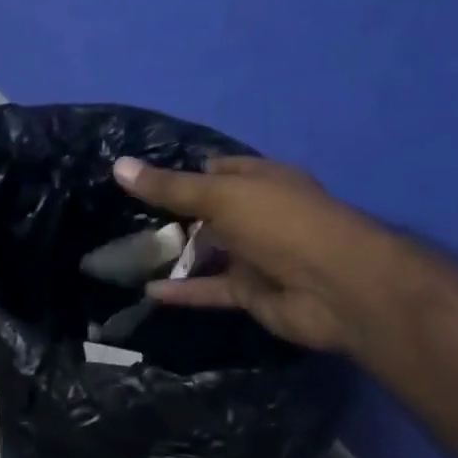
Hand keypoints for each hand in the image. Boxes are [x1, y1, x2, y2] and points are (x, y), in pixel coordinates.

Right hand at [113, 155, 375, 351]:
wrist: (339, 288)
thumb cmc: (281, 224)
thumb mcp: (220, 196)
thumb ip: (169, 187)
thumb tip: (118, 165)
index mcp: (260, 181)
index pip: (216, 169)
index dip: (182, 172)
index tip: (140, 178)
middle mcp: (258, 215)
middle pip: (208, 212)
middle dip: (171, 216)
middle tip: (123, 219)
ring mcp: (256, 255)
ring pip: (208, 252)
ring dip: (175, 255)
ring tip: (127, 255)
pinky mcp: (252, 292)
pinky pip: (211, 289)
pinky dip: (183, 291)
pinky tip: (148, 291)